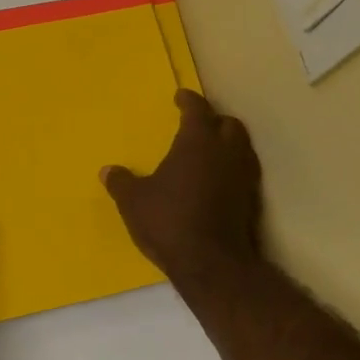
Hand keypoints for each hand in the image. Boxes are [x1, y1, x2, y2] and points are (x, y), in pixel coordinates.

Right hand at [103, 90, 264, 289]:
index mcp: (197, 142)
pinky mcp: (251, 201)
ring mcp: (243, 177)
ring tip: (208, 152)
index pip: (198, 110)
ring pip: (241, 148)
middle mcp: (226, 152)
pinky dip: (231, 169)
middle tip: (198, 124)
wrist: (212, 263)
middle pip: (228, 124)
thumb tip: (108, 171)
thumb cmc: (169, 221)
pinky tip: (216, 181)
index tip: (181, 96)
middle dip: (214, 120)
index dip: (189, 101)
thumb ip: (121, 183)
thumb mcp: (134, 201)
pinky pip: (243, 173)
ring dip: (227, 144)